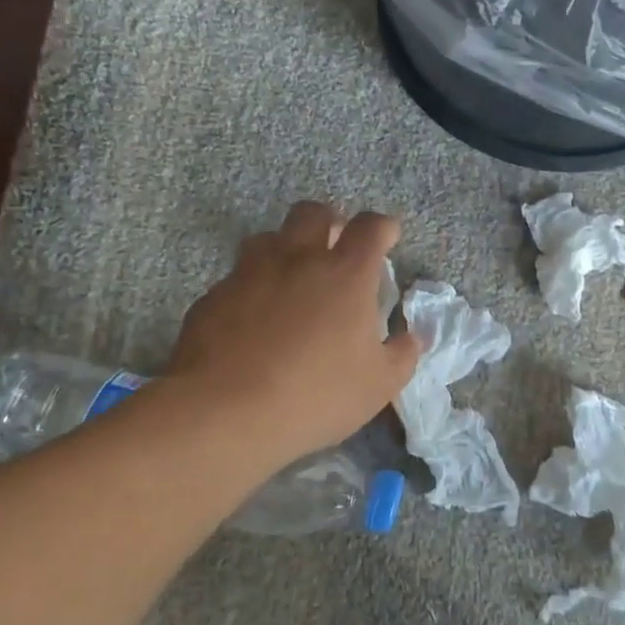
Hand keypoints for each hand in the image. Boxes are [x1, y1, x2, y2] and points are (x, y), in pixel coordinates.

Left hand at [156, 203, 419, 468]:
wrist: (223, 411)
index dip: (383, 227)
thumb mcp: (378, 385)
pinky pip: (238, 277)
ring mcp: (249, 273)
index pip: (370, 227)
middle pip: (313, 213)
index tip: (388, 236)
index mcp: (346, 274)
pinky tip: (255, 319)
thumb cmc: (315, 395)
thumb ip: (401, 355)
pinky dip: (253, 286)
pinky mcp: (213, 295)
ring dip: (287, 248)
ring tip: (293, 279)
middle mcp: (297, 259)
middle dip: (330, 221)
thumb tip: (412, 338)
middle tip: (336, 248)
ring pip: (269, 237)